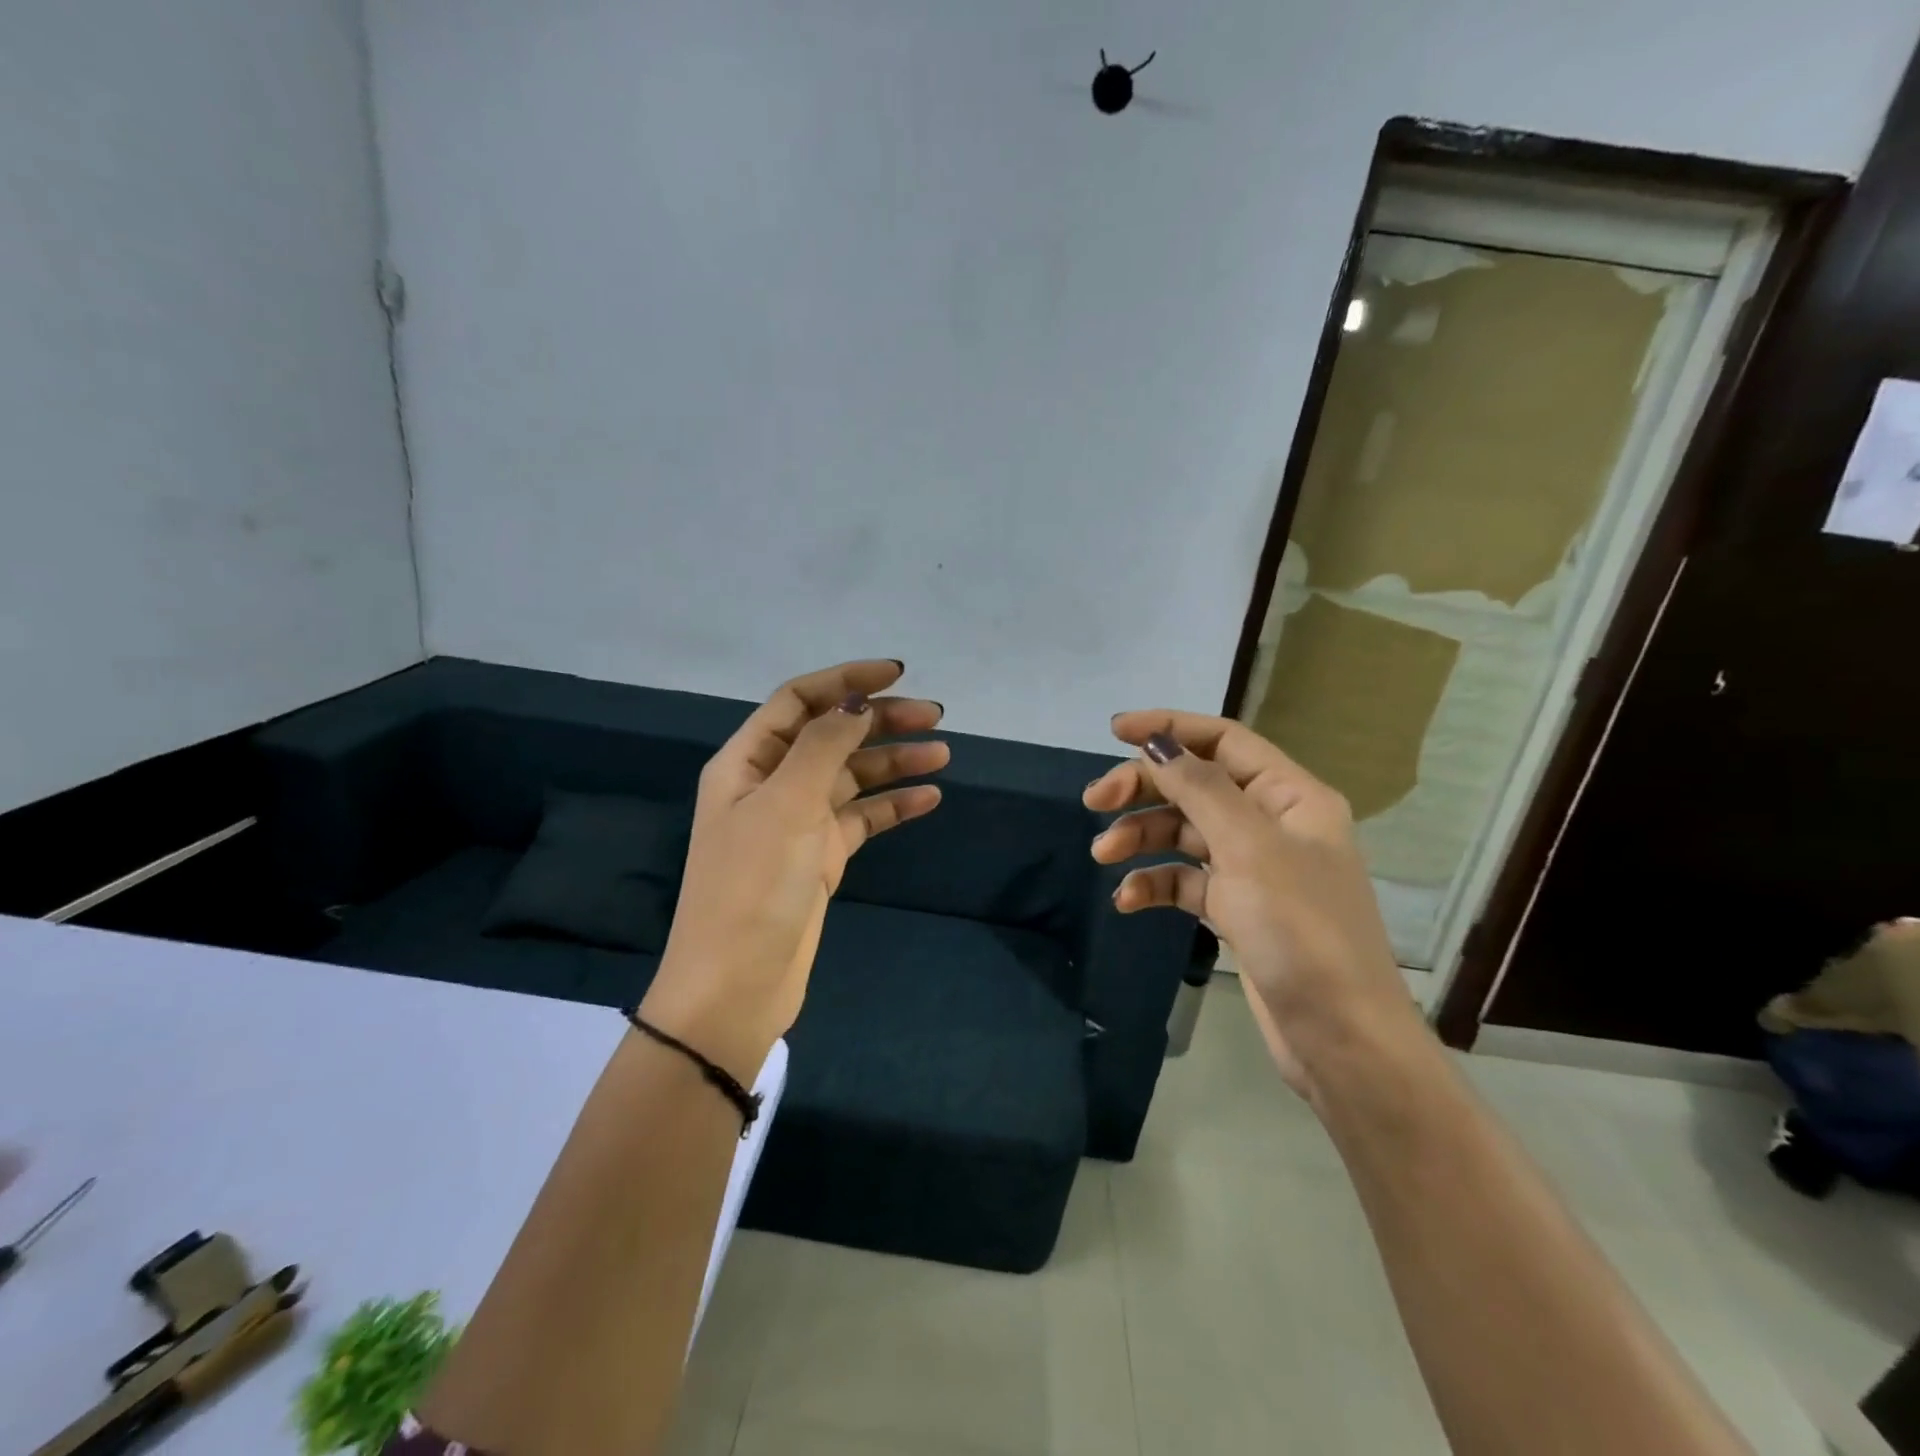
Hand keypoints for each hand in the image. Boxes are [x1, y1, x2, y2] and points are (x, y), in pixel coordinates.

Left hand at [641, 660, 946, 1080]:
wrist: (737, 985)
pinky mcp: (820, 857)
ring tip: (943, 754)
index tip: (898, 674)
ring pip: (852, 777)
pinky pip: (862, 818)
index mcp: (747, 761)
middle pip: (832, 735)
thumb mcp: (786, 805)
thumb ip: (823, 746)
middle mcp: (771, 784)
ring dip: (895, 762)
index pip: (799, 701)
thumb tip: (857, 701)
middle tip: (935, 717)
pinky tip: (930, 798)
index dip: (846, 680)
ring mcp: (797, 822)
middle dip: (881, 721)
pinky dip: (894, 806)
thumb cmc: (753, 886)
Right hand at [1084, 711, 1412, 1096]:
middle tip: (1094, 803)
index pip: (1223, 742)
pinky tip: (1126, 900)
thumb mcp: (1248, 848)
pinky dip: (1155, 883)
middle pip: (1195, 786)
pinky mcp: (1237, 909)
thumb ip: (1199, 788)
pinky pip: (1186, 880)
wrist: (1340, 1040)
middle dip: (1143, 789)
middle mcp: (1272, 824)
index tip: (1114, 731)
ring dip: (1141, 838)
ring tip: (1103, 856)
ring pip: (1184, 833)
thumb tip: (1156, 742)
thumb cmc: (1301, 931)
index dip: (1169, 728)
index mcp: (1290, 797)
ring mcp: (1254, 869)